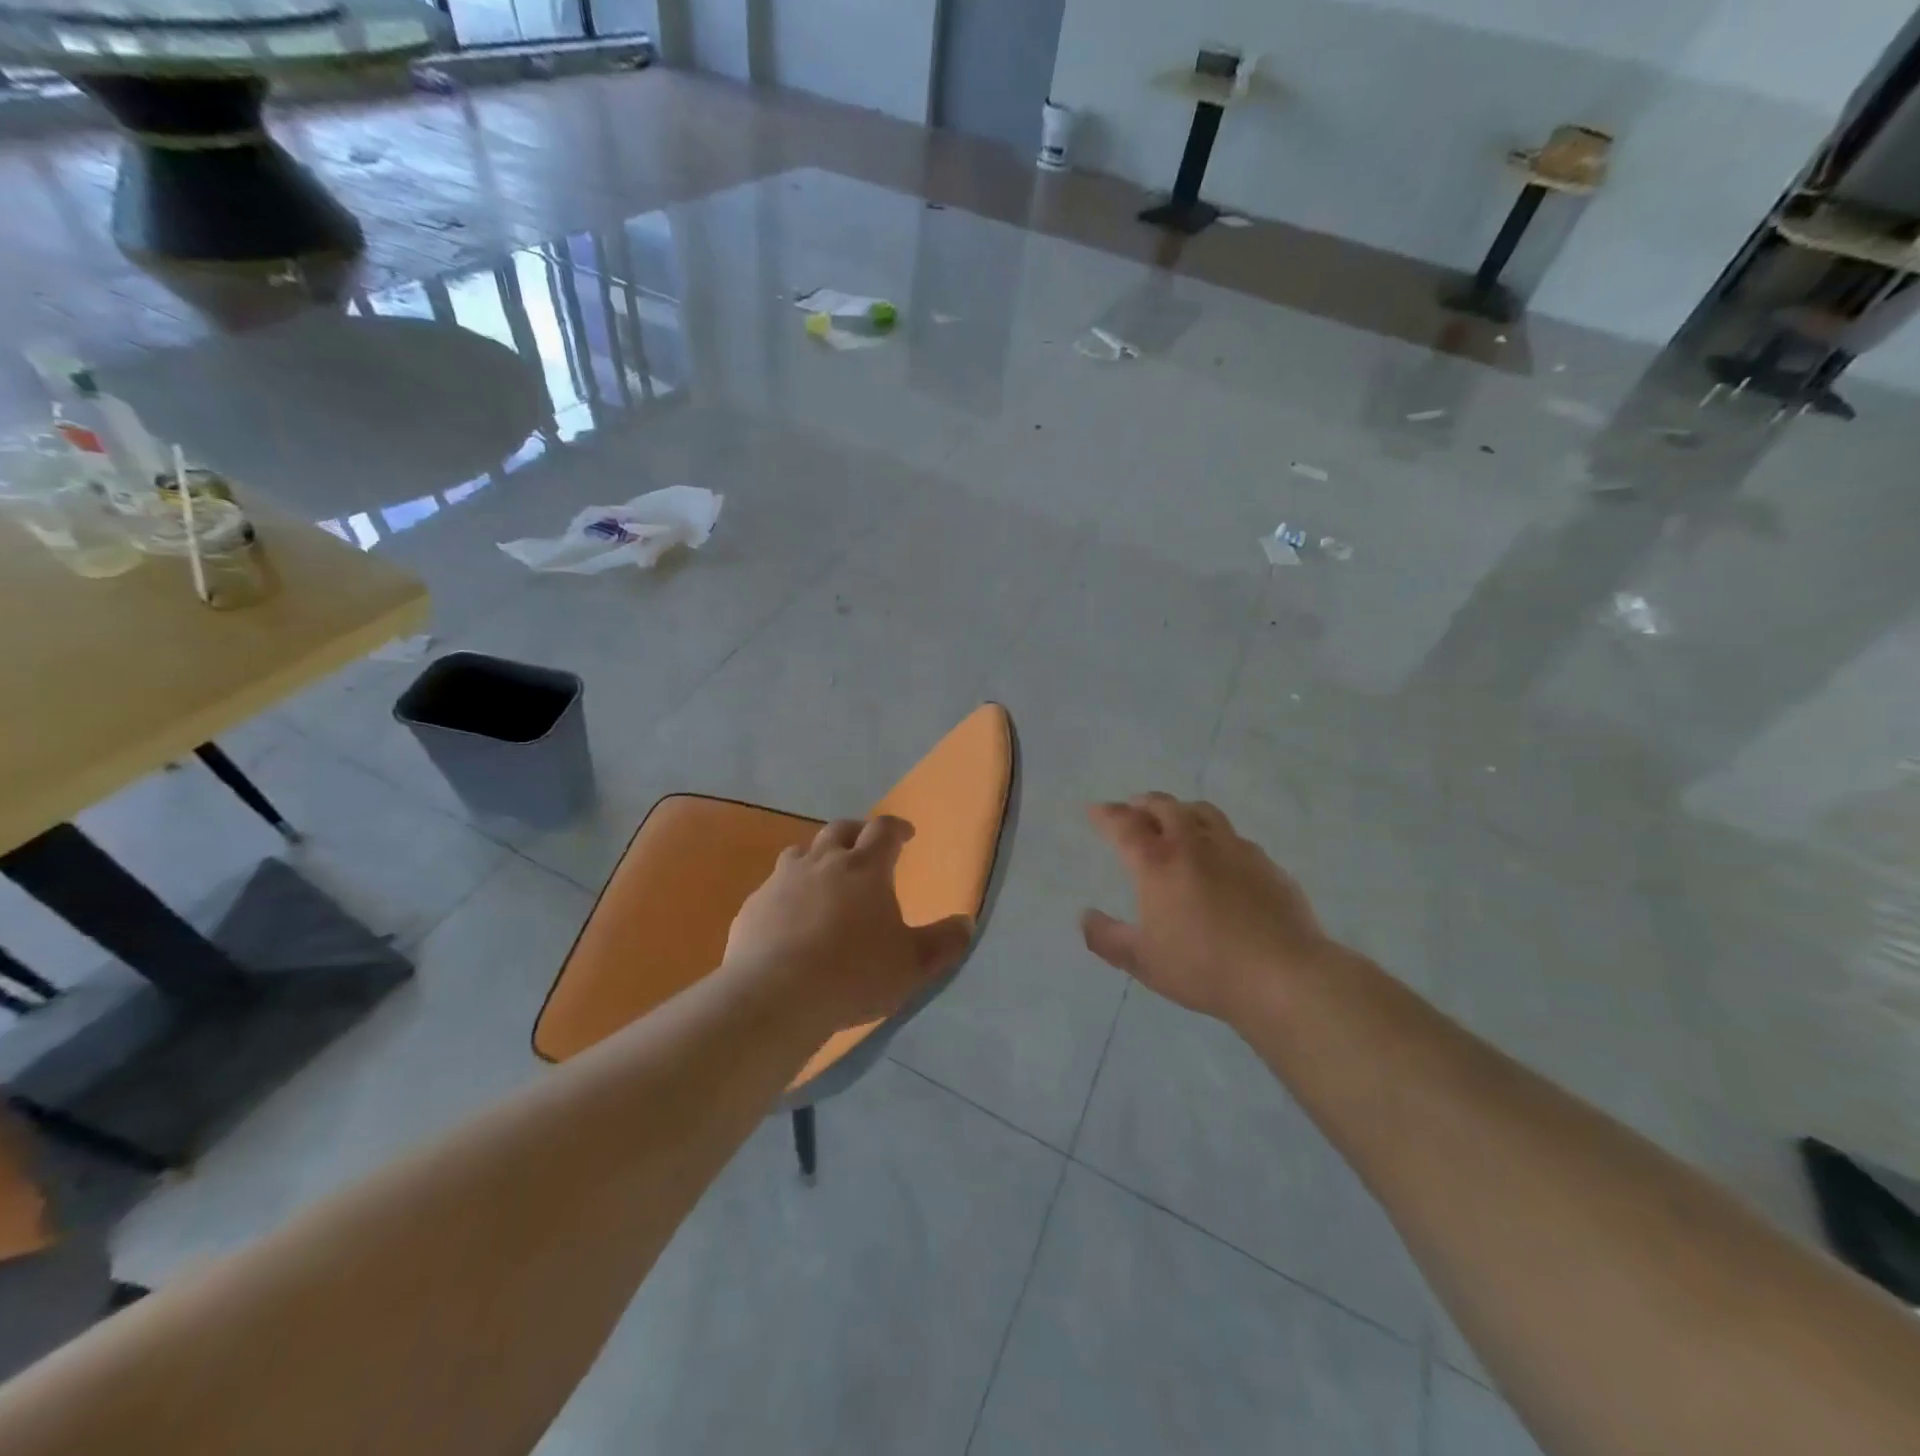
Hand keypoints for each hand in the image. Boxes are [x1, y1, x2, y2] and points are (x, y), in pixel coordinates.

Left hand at [723, 815, 974, 1032]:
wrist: (775, 996)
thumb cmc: (854, 974)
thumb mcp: (913, 965)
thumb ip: (944, 942)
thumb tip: (966, 923)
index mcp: (865, 867)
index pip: (884, 830)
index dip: (897, 828)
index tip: (906, 834)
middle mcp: (823, 862)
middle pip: (841, 830)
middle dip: (858, 832)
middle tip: (867, 846)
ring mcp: (783, 880)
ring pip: (802, 852)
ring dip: (818, 856)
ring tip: (826, 876)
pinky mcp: (754, 905)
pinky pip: (774, 886)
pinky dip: (789, 890)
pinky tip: (791, 916)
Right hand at [1081, 794, 1337, 1025]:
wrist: (1283, 975)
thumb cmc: (1203, 967)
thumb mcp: (1142, 961)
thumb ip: (1106, 938)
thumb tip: (1085, 916)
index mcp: (1158, 863)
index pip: (1125, 825)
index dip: (1106, 814)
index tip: (1095, 810)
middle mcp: (1194, 844)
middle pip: (1164, 807)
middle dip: (1143, 804)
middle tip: (1133, 808)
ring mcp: (1234, 849)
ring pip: (1202, 812)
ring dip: (1180, 809)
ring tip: (1175, 818)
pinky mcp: (1265, 863)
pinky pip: (1233, 836)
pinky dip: (1215, 835)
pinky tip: (1219, 853)